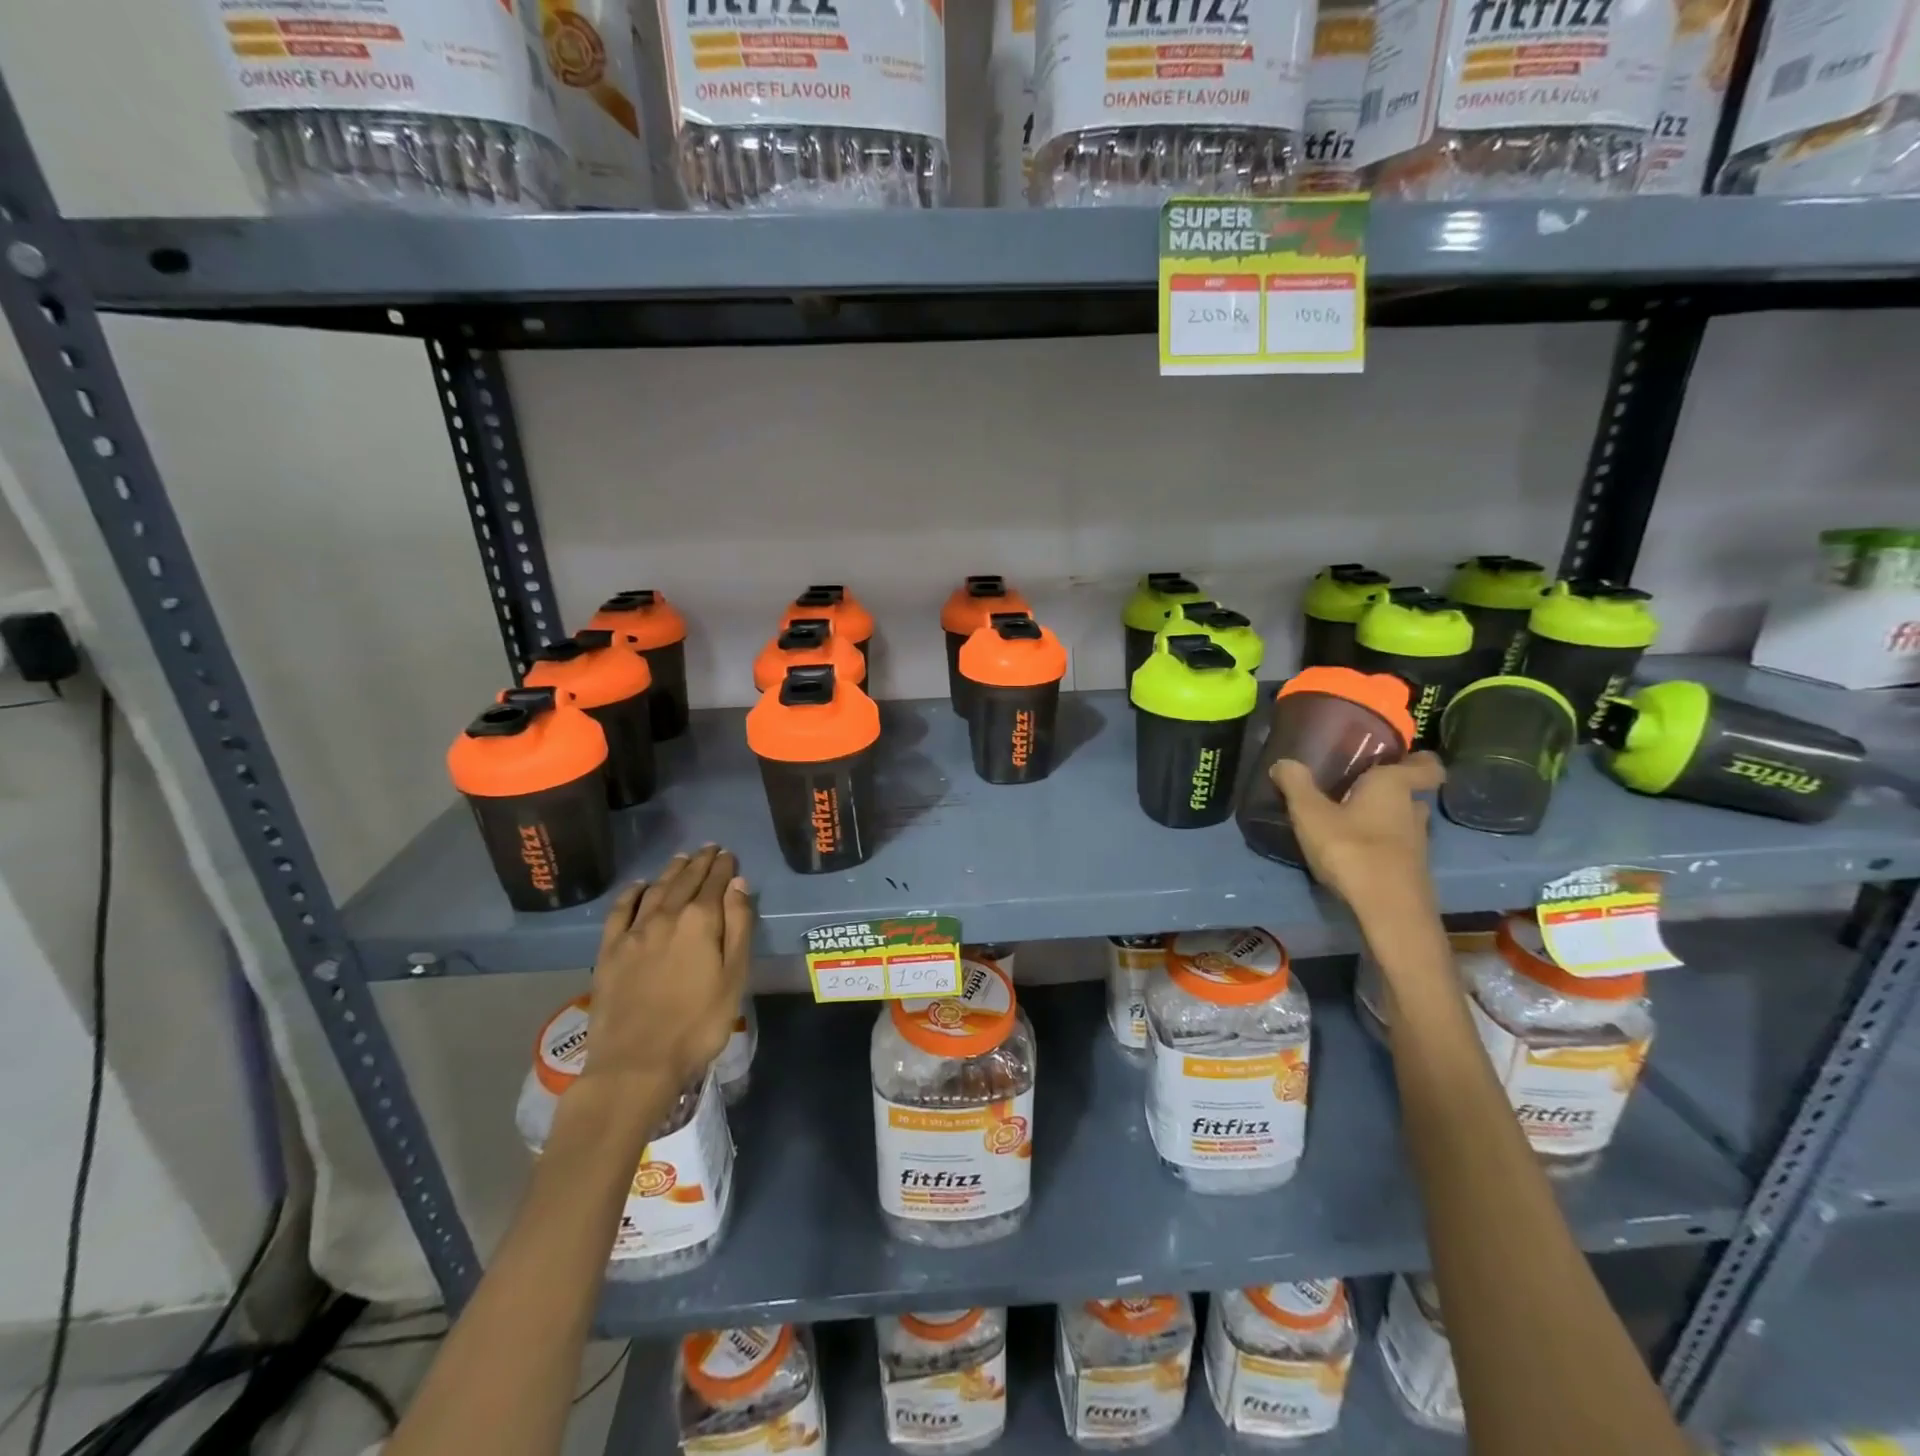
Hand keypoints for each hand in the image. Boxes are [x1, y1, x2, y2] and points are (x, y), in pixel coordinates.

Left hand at [580, 846, 753, 1103]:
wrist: (636, 1062)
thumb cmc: (698, 1024)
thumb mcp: (734, 977)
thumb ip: (738, 927)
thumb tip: (738, 885)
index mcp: (700, 921)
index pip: (716, 883)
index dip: (724, 867)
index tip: (729, 854)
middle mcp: (666, 916)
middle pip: (685, 880)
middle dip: (700, 863)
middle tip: (710, 848)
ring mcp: (634, 932)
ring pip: (655, 889)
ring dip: (671, 871)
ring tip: (682, 858)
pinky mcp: (609, 951)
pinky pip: (620, 910)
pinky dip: (632, 893)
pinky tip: (639, 886)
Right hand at [1271, 753, 1444, 916]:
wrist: (1387, 910)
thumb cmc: (1351, 849)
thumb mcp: (1310, 814)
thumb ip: (1296, 785)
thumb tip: (1284, 762)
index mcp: (1393, 786)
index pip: (1426, 766)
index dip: (1418, 760)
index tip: (1398, 758)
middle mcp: (1412, 810)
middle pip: (1409, 793)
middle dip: (1388, 790)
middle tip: (1356, 788)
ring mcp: (1417, 843)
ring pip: (1403, 821)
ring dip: (1383, 819)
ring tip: (1350, 820)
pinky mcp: (1411, 870)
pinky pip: (1397, 847)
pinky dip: (1380, 845)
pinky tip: (1353, 852)